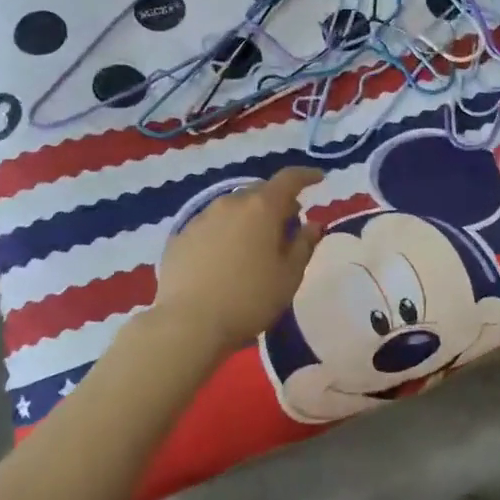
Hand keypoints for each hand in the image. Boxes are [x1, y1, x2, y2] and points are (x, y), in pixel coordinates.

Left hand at [153, 167, 322, 353]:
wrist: (187, 324)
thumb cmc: (249, 299)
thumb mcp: (289, 276)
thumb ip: (304, 245)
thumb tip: (312, 225)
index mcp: (261, 207)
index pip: (289, 179)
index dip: (306, 176)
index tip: (319, 179)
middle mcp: (230, 203)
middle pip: (260, 192)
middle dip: (278, 203)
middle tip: (287, 227)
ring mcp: (201, 218)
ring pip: (233, 208)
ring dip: (249, 218)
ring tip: (255, 245)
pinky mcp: (180, 236)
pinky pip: (211, 225)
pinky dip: (225, 232)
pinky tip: (225, 258)